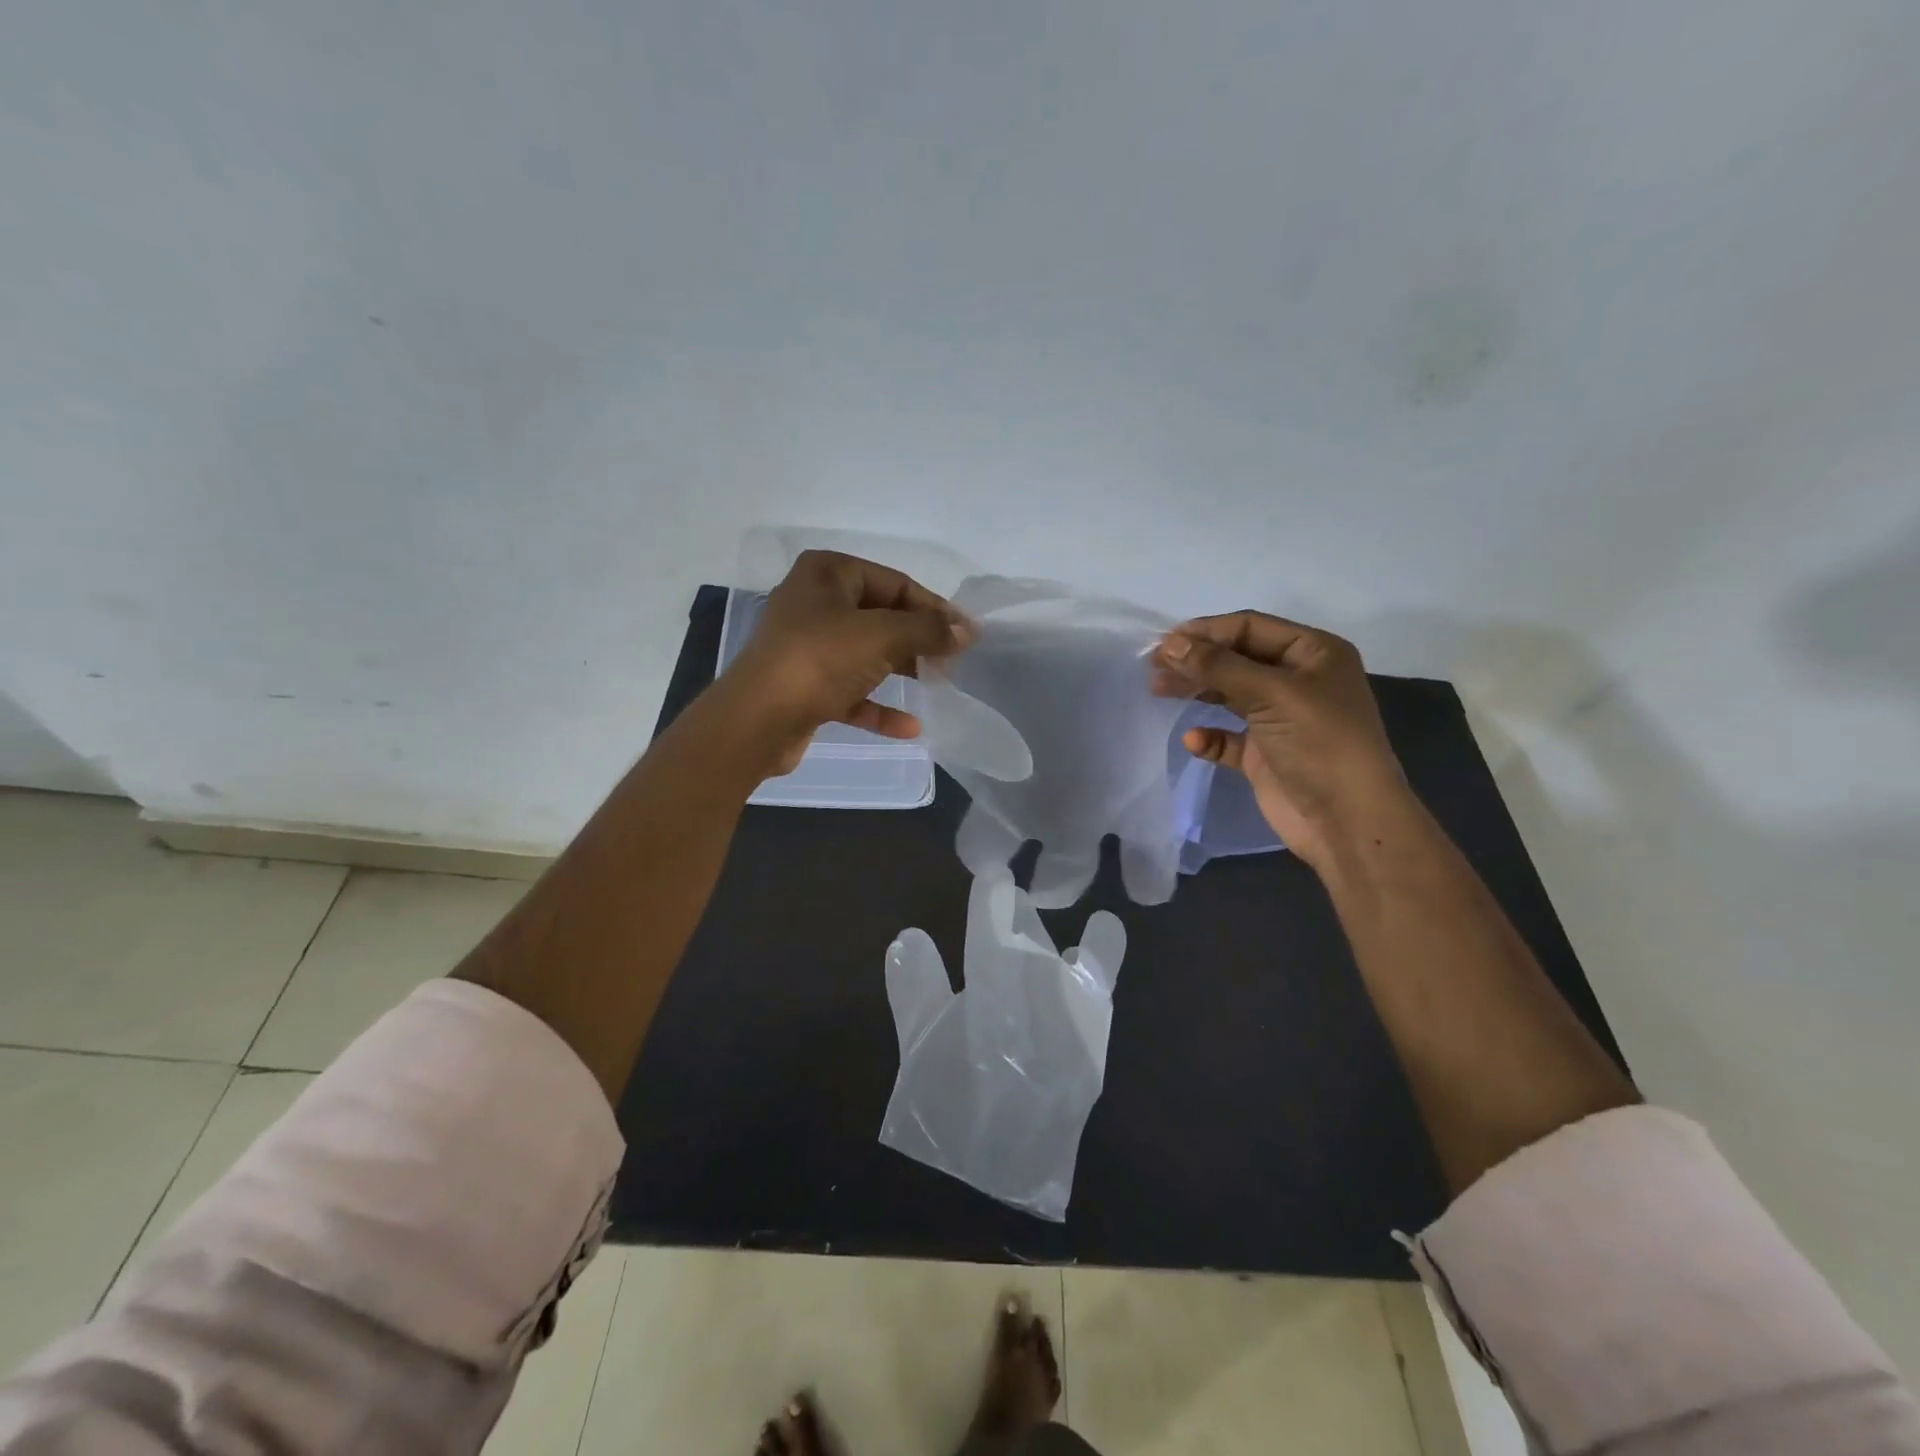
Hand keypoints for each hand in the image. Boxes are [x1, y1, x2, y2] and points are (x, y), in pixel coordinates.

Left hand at [721, 550, 969, 775]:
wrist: (758, 720)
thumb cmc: (820, 660)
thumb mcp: (883, 636)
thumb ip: (928, 630)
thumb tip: (967, 631)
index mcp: (828, 573)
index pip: (895, 582)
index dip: (934, 608)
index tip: (966, 634)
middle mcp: (815, 603)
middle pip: (882, 617)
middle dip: (918, 640)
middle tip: (953, 661)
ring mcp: (807, 646)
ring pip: (866, 654)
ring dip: (902, 670)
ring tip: (938, 686)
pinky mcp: (805, 685)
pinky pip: (851, 690)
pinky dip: (878, 705)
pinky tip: (910, 726)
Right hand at [1151, 611, 1407, 868]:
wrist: (1346, 820)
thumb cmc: (1319, 742)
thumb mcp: (1271, 694)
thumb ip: (1218, 666)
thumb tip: (1169, 644)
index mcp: (1313, 653)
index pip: (1250, 628)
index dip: (1206, 632)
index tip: (1164, 643)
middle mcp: (1298, 680)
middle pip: (1236, 659)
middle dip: (1196, 661)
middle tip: (1154, 669)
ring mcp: (1280, 719)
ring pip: (1229, 694)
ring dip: (1197, 691)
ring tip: (1159, 691)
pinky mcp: (1264, 754)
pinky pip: (1228, 737)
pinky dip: (1209, 735)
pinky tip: (1194, 740)